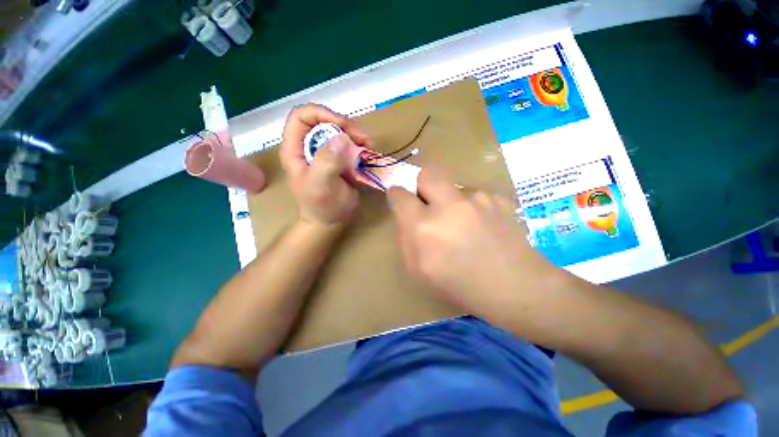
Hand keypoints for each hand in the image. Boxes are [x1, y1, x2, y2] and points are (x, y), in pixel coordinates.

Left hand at [280, 104, 369, 227]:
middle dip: (345, 125)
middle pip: (324, 121)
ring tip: (369, 146)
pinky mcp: (339, 159)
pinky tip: (369, 152)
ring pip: (339, 131)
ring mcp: (325, 153)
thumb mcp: (321, 185)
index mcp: (295, 150)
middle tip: (363, 139)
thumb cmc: (322, 206)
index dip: (321, 114)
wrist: (331, 221)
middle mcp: (309, 147)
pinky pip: (349, 144)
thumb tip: (342, 137)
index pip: (301, 117)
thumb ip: (327, 162)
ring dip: (355, 135)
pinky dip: (360, 145)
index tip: (344, 126)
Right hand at [387, 167, 556, 314]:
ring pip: (454, 186)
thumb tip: (407, 216)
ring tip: (464, 224)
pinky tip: (482, 226)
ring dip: (451, 200)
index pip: (400, 195)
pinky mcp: (498, 198)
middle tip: (428, 202)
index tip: (400, 199)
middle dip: (422, 183)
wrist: (516, 288)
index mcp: (423, 227)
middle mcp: (449, 206)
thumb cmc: (460, 286)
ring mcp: (477, 199)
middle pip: (428, 173)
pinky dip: (471, 206)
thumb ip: (407, 237)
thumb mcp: (419, 270)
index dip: (397, 194)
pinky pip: (474, 195)